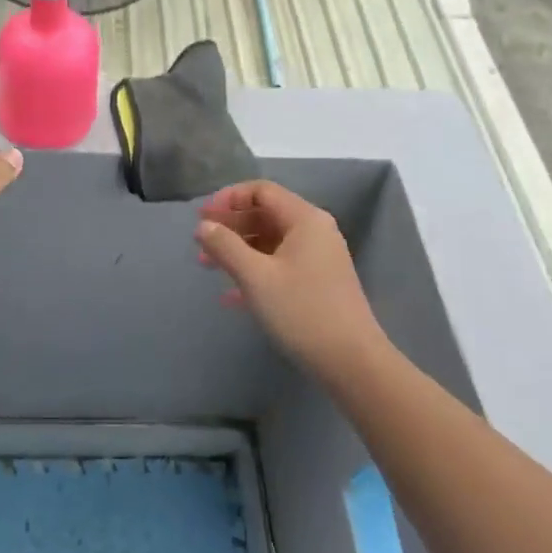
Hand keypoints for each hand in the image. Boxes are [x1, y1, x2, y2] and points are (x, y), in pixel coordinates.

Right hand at [197, 181, 387, 379]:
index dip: (228, 198)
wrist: (351, 362)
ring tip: (207, 266)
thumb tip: (203, 226)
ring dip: (238, 250)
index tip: (202, 216)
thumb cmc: (301, 311)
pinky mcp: (318, 283)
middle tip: (200, 241)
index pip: (262, 191)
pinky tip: (230, 296)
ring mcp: (318, 258)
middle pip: (265, 214)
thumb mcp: (255, 276)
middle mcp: (315, 231)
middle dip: (230, 225)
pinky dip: (254, 271)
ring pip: (270, 241)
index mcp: (305, 219)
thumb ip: (225, 246)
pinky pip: (279, 264)